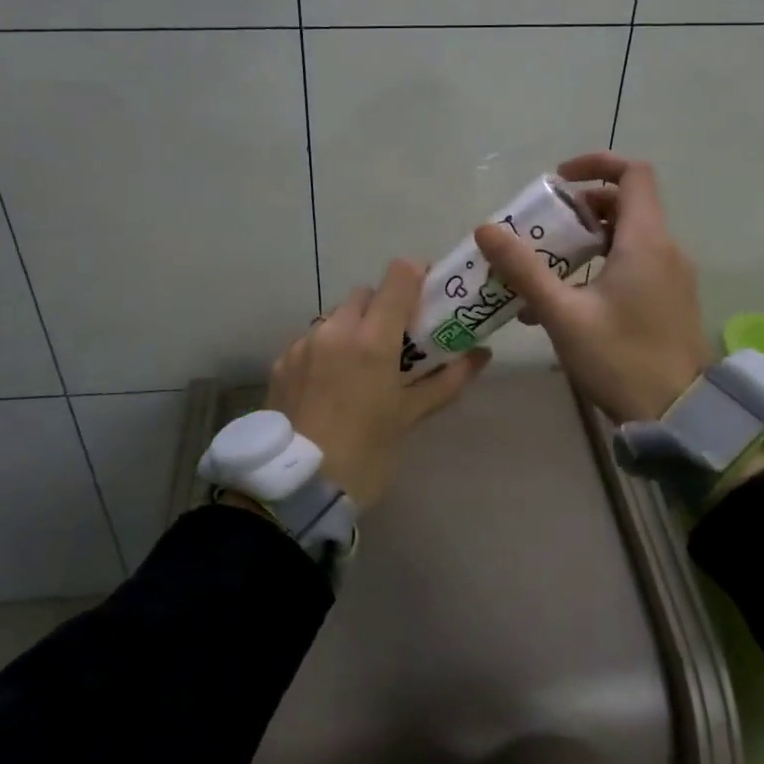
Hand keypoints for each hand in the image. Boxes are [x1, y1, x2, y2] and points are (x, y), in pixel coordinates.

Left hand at [265, 259, 490, 508]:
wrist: (296, 488)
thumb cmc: (365, 453)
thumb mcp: (409, 417)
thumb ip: (447, 380)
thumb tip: (481, 355)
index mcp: (372, 338)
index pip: (398, 275)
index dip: (416, 276)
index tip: (427, 297)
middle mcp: (336, 329)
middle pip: (366, 293)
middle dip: (384, 307)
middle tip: (397, 341)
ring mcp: (304, 343)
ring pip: (336, 315)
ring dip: (354, 326)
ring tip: (362, 366)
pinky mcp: (282, 361)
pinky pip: (312, 338)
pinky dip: (327, 348)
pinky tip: (331, 383)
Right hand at [475, 152, 711, 423]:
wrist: (679, 417)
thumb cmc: (620, 358)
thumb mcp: (562, 313)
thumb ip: (524, 269)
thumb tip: (486, 229)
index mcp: (645, 241)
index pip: (633, 173)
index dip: (596, 164)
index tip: (558, 182)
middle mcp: (665, 249)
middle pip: (626, 204)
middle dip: (581, 208)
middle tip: (544, 228)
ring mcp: (672, 276)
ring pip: (628, 237)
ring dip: (587, 240)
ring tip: (546, 266)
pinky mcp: (670, 300)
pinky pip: (635, 264)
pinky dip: (602, 265)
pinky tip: (567, 301)